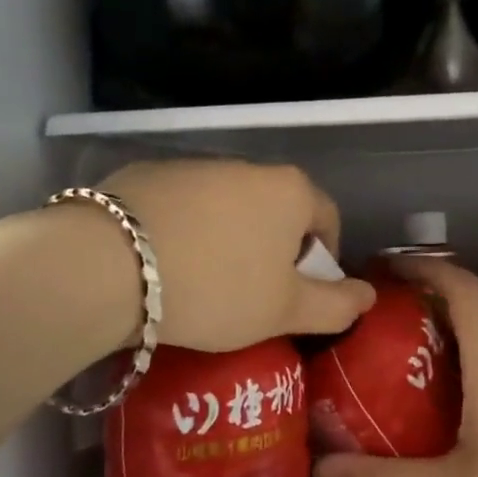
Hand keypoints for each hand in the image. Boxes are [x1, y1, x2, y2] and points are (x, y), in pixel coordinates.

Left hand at [99, 160, 376, 352]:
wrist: (109, 265)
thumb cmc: (215, 289)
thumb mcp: (284, 310)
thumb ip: (336, 306)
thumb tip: (369, 296)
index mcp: (289, 190)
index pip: (327, 219)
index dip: (321, 261)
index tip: (297, 295)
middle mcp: (246, 166)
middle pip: (275, 209)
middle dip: (271, 250)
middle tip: (250, 296)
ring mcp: (193, 165)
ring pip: (226, 206)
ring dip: (225, 239)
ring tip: (200, 284)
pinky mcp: (146, 174)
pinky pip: (181, 206)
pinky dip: (182, 230)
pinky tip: (160, 265)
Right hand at [313, 255, 477, 476]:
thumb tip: (321, 469)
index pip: (461, 286)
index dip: (423, 266)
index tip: (384, 268)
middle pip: (470, 313)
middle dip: (422, 312)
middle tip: (373, 332)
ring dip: (446, 348)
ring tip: (398, 373)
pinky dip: (470, 376)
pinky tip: (446, 417)